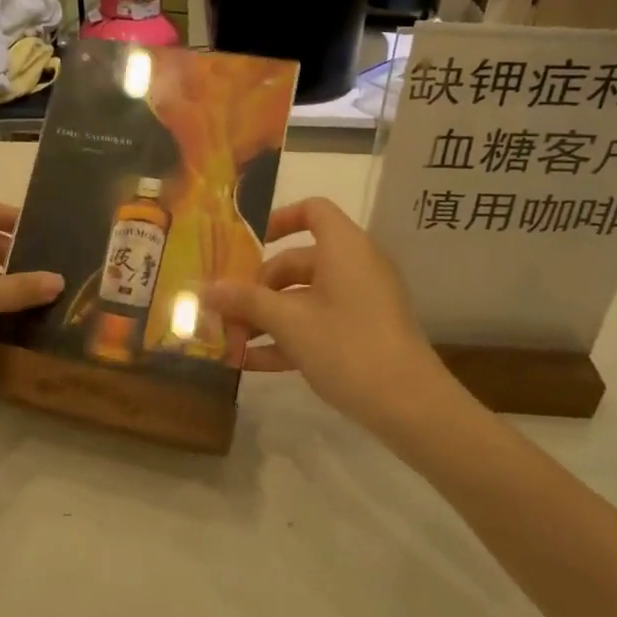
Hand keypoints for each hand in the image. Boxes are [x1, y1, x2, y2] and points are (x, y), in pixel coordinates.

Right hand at [202, 198, 456, 431]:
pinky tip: (251, 363)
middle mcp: (355, 267)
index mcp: (344, 248)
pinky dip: (288, 337)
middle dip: (257, 287)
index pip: (312, 211)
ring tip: (229, 341)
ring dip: (266, 317)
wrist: (410, 405)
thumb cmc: (347, 345)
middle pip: (298, 262)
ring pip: (304, 298)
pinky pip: (318, 323)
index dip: (278, 220)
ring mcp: (361, 302)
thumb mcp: (289, 322)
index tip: (246, 244)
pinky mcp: (363, 333)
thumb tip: (206, 289)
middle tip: (225, 310)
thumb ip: (246, 301)